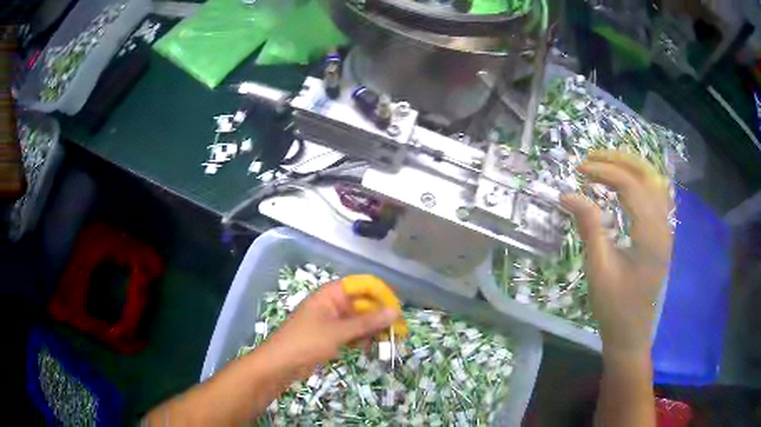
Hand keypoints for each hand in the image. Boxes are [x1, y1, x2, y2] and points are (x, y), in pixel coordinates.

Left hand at [262, 281, 398, 375]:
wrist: (279, 365)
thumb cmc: (306, 342)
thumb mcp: (338, 332)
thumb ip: (367, 322)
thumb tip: (395, 311)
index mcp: (330, 294)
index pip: (361, 285)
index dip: (380, 293)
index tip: (396, 308)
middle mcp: (332, 304)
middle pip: (362, 303)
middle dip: (379, 315)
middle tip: (398, 330)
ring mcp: (331, 321)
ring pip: (358, 319)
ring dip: (372, 328)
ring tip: (388, 340)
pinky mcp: (330, 336)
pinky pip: (351, 332)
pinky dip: (362, 338)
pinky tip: (371, 347)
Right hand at [561, 150, 672, 358]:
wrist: (631, 334)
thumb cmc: (614, 307)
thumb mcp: (599, 269)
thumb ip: (588, 227)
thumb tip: (567, 194)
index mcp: (650, 236)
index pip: (631, 186)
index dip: (605, 171)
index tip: (580, 169)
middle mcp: (664, 226)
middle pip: (647, 176)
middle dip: (619, 160)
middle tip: (592, 158)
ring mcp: (666, 230)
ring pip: (655, 182)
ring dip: (631, 167)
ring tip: (606, 164)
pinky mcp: (662, 235)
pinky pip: (656, 196)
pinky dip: (640, 181)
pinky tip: (625, 184)